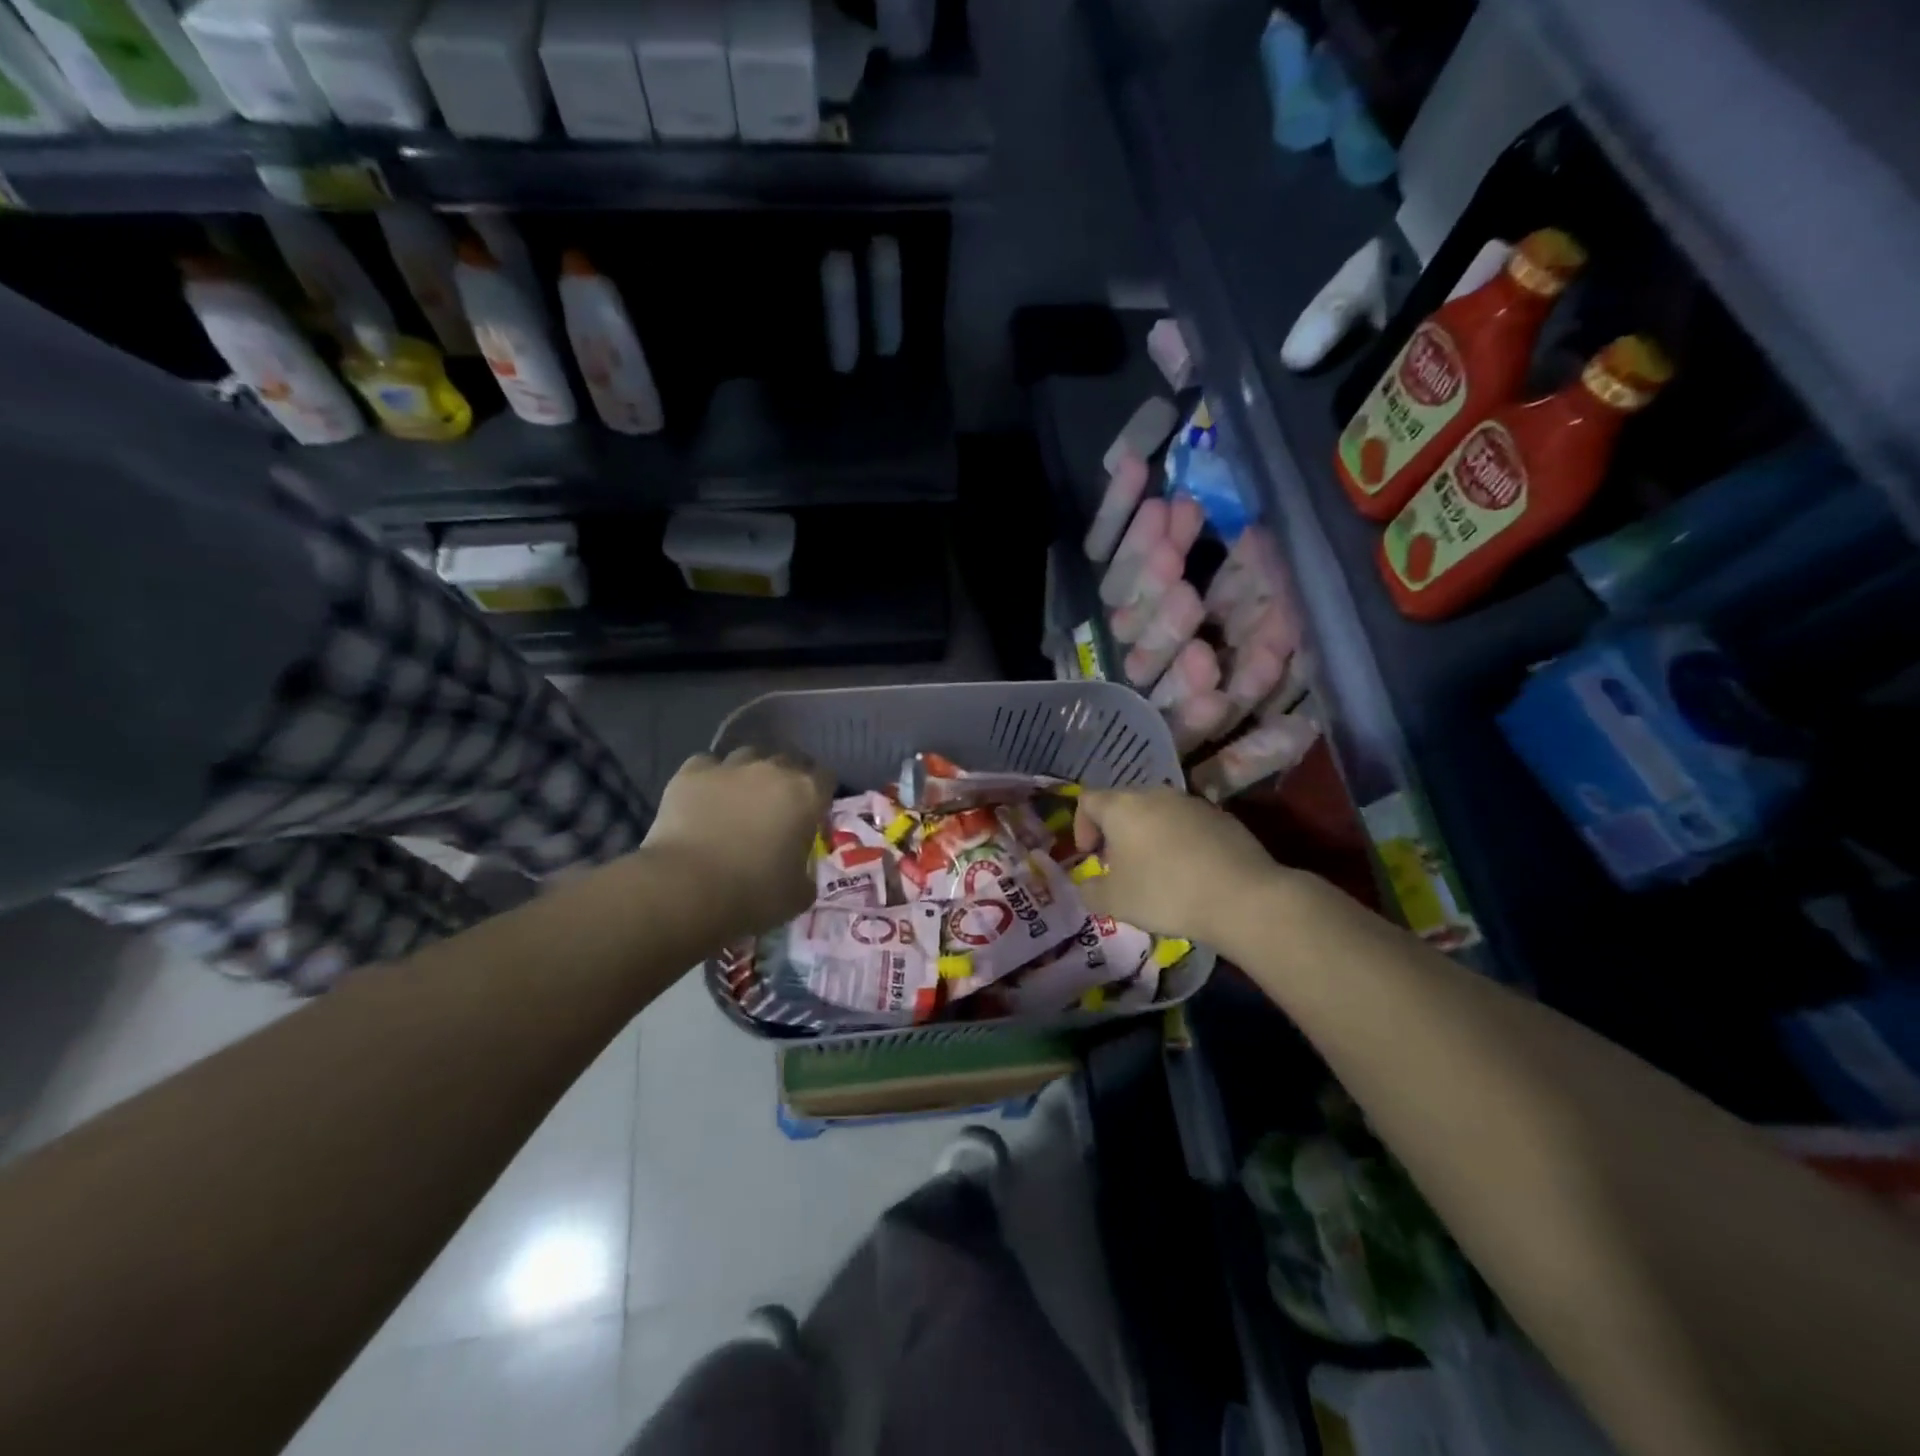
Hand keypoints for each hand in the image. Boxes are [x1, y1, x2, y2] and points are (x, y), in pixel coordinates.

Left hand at [639, 748, 832, 939]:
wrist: (687, 889)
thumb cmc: (753, 893)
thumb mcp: (799, 894)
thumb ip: (806, 872)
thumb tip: (799, 870)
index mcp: (806, 794)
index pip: (826, 778)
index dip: (820, 797)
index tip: (812, 817)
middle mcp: (772, 770)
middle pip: (788, 761)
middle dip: (786, 780)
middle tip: (776, 810)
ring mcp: (730, 767)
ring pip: (747, 756)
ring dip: (749, 774)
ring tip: (739, 799)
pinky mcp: (691, 773)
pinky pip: (707, 765)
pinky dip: (709, 778)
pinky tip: (703, 800)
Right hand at [1073, 787, 1281, 942]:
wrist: (1242, 897)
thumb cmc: (1165, 893)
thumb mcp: (1114, 902)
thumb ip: (1090, 891)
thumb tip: (1087, 885)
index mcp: (1122, 806)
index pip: (1088, 800)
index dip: (1081, 826)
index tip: (1089, 856)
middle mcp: (1155, 794)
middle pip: (1124, 804)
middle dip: (1116, 833)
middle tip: (1120, 866)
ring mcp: (1192, 802)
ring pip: (1158, 813)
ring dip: (1149, 836)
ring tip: (1156, 871)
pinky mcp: (1222, 816)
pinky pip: (1188, 825)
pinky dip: (1180, 842)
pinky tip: (1190, 873)